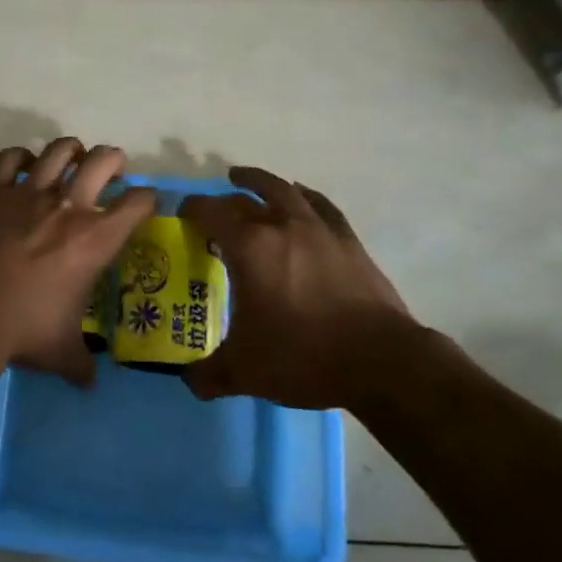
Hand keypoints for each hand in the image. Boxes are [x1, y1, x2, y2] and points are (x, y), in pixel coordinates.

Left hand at [0, 138, 156, 386]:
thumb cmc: (23, 327)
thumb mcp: (62, 351)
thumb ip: (81, 363)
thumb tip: (90, 383)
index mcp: (96, 239)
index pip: (138, 203)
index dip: (148, 199)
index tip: (145, 204)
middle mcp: (69, 206)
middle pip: (103, 160)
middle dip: (114, 160)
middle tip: (111, 172)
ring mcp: (30, 192)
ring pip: (59, 150)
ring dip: (71, 150)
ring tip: (72, 159)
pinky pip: (11, 158)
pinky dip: (21, 157)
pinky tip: (24, 166)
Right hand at [181, 167, 420, 409]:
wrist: (379, 360)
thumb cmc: (303, 356)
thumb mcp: (246, 371)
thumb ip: (210, 374)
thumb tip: (191, 382)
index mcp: (250, 248)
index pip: (211, 212)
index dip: (192, 209)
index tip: (182, 214)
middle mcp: (281, 226)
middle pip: (245, 198)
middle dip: (223, 200)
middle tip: (213, 210)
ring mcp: (318, 229)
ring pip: (284, 190)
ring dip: (261, 182)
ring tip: (247, 179)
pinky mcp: (348, 240)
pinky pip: (321, 205)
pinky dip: (304, 196)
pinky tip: (301, 196)